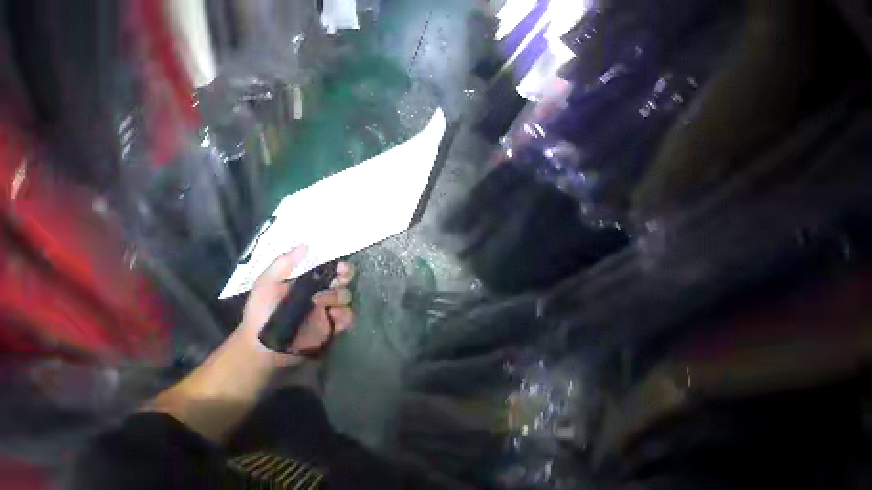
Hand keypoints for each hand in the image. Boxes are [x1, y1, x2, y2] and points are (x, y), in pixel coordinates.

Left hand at [237, 246, 354, 366]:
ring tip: (321, 303)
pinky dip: (344, 317)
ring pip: (345, 300)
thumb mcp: (266, 282)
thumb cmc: (260, 312)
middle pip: (341, 282)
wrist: (262, 345)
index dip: (336, 265)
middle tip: (339, 279)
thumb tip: (305, 245)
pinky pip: (345, 321)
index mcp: (304, 283)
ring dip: (338, 297)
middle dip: (344, 277)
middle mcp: (317, 296)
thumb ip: (283, 263)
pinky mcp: (328, 332)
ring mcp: (323, 314)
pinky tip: (332, 316)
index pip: (326, 269)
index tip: (338, 265)